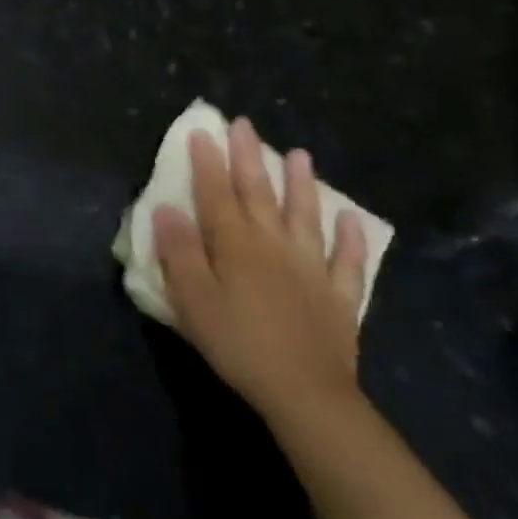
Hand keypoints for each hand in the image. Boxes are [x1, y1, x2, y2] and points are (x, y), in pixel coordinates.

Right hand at [152, 117, 367, 427]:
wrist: (306, 394)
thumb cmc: (238, 344)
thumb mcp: (193, 300)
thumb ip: (179, 252)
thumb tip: (165, 208)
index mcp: (235, 245)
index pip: (216, 193)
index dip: (207, 162)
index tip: (201, 132)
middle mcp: (274, 245)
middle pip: (259, 193)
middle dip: (249, 156)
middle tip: (244, 124)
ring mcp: (311, 267)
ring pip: (305, 215)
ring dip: (302, 184)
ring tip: (301, 154)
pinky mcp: (339, 295)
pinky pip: (347, 260)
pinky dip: (351, 238)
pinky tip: (351, 219)